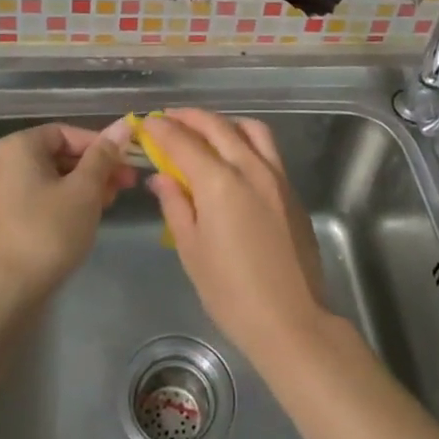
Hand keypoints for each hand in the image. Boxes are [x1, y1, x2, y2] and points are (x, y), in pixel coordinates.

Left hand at [0, 123, 134, 300]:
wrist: (2, 294)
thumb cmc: (48, 232)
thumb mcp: (84, 191)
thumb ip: (103, 156)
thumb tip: (123, 125)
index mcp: (17, 146)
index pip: (66, 133)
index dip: (100, 146)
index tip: (125, 164)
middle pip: (56, 155)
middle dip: (93, 168)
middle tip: (123, 186)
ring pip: (46, 178)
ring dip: (79, 187)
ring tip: (107, 205)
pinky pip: (32, 198)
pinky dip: (58, 202)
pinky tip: (81, 220)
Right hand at [141, 109, 329, 362]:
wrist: (291, 320)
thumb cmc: (231, 292)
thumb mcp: (191, 250)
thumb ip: (175, 205)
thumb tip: (161, 177)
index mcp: (219, 182)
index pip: (183, 142)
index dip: (162, 130)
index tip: (147, 123)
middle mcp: (249, 167)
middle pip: (216, 127)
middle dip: (189, 118)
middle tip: (169, 119)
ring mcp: (276, 175)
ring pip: (249, 129)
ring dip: (223, 123)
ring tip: (204, 131)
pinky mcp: (291, 189)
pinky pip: (267, 148)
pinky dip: (245, 139)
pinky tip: (234, 155)